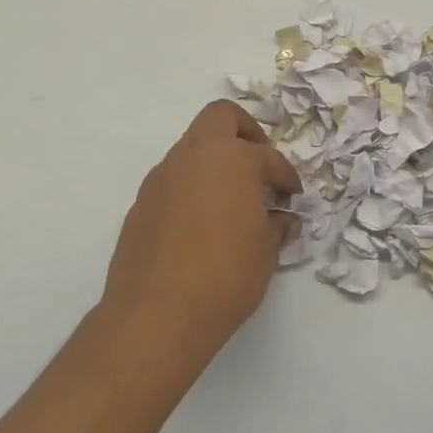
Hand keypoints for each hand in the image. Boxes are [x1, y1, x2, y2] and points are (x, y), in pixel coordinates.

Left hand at [99, 100, 300, 376]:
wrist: (156, 315)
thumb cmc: (225, 277)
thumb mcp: (265, 252)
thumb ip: (276, 226)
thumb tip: (282, 219)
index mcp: (231, 159)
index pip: (267, 157)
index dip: (285, 175)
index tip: (292, 195)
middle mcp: (193, 156)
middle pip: (220, 117)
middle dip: (245, 133)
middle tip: (259, 166)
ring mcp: (161, 177)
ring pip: (192, 148)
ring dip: (214, 162)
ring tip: (231, 201)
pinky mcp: (141, 203)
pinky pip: (173, 180)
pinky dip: (192, 188)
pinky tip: (200, 225)